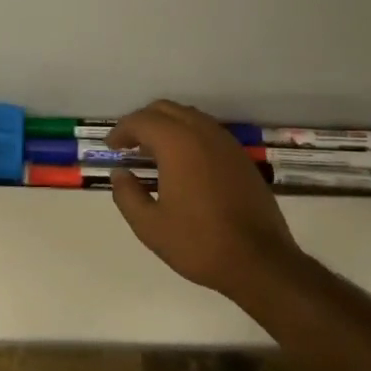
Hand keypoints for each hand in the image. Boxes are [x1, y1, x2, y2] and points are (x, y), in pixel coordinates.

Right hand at [108, 99, 301, 302]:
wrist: (260, 261)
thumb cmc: (199, 243)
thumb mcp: (150, 226)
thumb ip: (127, 195)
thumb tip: (119, 173)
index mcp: (177, 143)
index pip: (141, 120)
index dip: (121, 131)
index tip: (111, 148)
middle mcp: (202, 131)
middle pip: (165, 109)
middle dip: (143, 122)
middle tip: (129, 145)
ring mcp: (225, 142)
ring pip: (188, 116)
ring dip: (166, 126)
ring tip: (153, 153)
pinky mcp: (240, 156)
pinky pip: (207, 130)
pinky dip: (187, 135)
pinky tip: (183, 163)